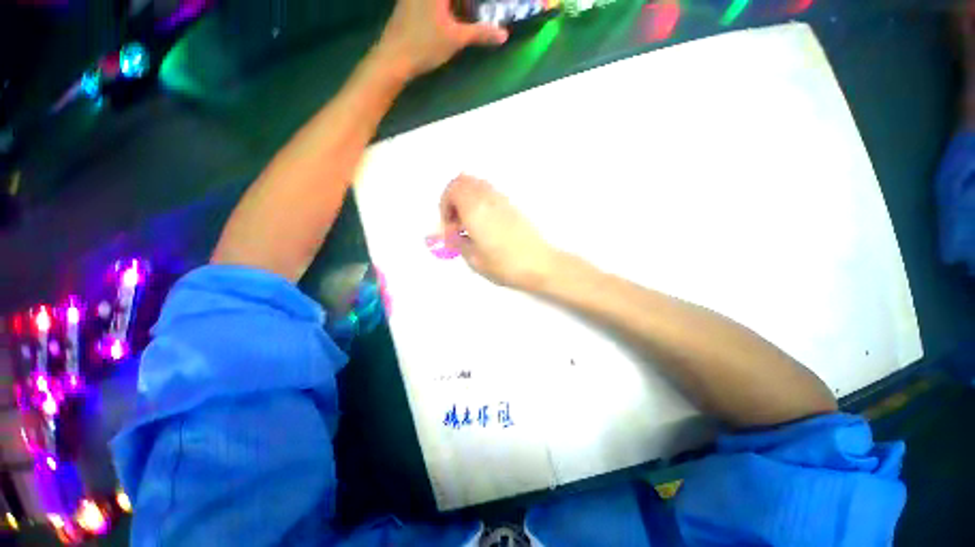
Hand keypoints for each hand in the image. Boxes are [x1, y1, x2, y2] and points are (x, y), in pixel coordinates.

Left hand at [376, 0, 508, 79]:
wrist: (393, 58)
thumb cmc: (424, 45)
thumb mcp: (456, 39)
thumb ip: (480, 33)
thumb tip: (503, 35)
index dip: (472, 4)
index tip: (486, 9)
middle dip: (467, 5)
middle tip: (481, 13)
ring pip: (442, 1)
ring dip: (457, 7)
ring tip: (470, 15)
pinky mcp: (409, 3)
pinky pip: (433, 3)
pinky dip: (447, 7)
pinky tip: (452, 17)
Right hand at [440, 175, 559, 289]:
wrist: (539, 263)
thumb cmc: (505, 264)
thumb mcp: (474, 259)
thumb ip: (457, 242)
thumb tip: (450, 234)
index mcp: (475, 209)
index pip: (452, 190)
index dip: (444, 206)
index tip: (448, 227)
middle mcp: (488, 198)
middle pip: (463, 182)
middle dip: (453, 200)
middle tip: (456, 224)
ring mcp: (501, 199)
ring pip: (477, 185)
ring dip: (466, 199)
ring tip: (469, 225)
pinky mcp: (511, 205)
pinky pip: (489, 193)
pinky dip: (479, 201)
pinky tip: (483, 224)